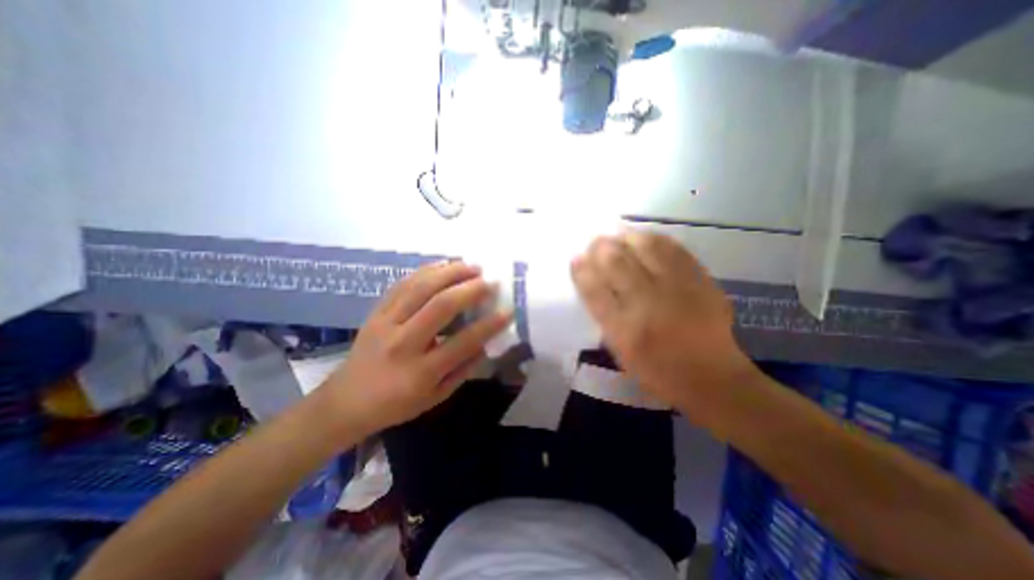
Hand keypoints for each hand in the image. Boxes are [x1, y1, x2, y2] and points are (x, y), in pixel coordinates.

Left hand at [322, 261, 510, 436]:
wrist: (345, 401)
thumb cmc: (395, 404)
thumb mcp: (436, 397)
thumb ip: (463, 370)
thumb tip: (486, 343)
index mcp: (420, 372)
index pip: (463, 342)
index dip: (489, 325)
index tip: (508, 311)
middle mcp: (403, 343)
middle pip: (440, 306)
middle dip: (470, 289)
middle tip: (490, 281)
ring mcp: (386, 323)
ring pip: (420, 288)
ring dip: (450, 272)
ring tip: (471, 265)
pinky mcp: (376, 312)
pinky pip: (402, 284)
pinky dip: (425, 271)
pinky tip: (443, 265)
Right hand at [570, 231, 757, 411]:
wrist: (712, 378)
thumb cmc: (658, 371)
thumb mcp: (621, 352)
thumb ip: (605, 317)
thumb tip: (593, 282)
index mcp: (623, 330)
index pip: (594, 291)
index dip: (582, 270)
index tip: (576, 258)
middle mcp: (647, 305)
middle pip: (617, 263)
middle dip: (601, 247)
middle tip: (595, 241)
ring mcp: (676, 290)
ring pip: (646, 249)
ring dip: (627, 237)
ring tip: (618, 234)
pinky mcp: (701, 282)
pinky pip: (675, 250)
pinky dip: (656, 239)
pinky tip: (646, 237)